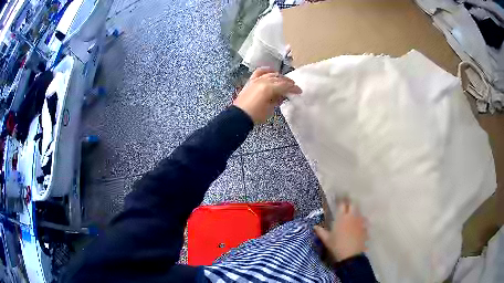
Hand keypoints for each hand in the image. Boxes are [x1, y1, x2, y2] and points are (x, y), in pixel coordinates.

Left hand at [233, 67, 301, 123]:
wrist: (239, 116)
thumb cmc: (256, 115)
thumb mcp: (270, 109)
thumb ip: (277, 100)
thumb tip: (282, 96)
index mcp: (269, 88)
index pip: (285, 85)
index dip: (293, 88)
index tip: (299, 91)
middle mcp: (263, 81)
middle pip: (279, 79)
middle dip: (288, 82)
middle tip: (294, 86)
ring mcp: (256, 80)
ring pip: (270, 74)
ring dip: (279, 76)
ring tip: (284, 80)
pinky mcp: (251, 81)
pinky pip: (259, 72)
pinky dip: (266, 70)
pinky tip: (271, 71)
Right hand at [314, 201, 367, 261]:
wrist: (351, 255)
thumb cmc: (337, 246)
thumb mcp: (327, 240)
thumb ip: (321, 232)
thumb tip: (315, 226)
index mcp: (341, 217)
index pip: (342, 205)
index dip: (341, 203)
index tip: (338, 203)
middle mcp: (352, 216)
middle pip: (353, 205)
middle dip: (350, 204)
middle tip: (346, 207)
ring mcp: (360, 221)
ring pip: (359, 211)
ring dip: (355, 212)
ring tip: (352, 216)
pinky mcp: (365, 227)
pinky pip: (363, 220)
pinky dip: (361, 220)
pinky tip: (358, 225)